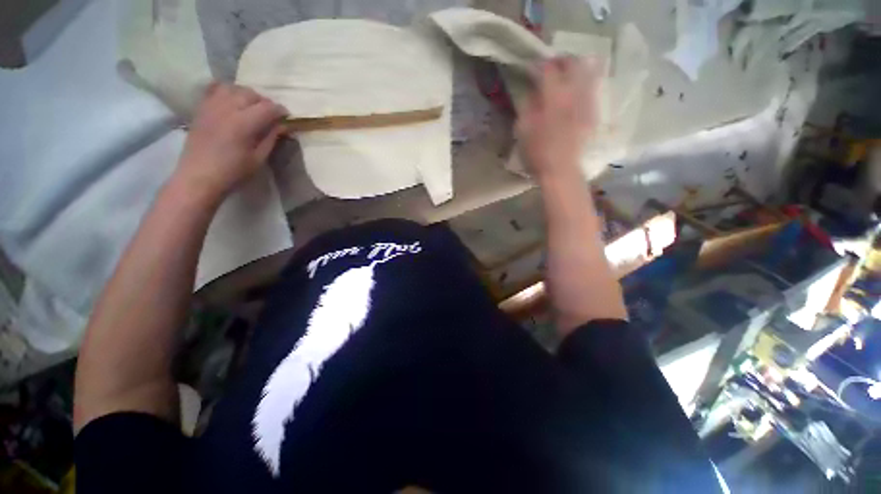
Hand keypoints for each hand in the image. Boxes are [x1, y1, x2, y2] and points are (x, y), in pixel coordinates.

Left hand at [174, 83, 287, 201]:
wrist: (198, 176)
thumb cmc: (233, 172)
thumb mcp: (258, 158)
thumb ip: (271, 138)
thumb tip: (282, 125)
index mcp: (243, 123)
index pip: (267, 107)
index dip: (280, 111)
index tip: (287, 118)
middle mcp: (227, 108)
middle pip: (250, 94)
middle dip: (264, 102)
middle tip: (270, 115)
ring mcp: (211, 106)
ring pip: (232, 88)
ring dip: (246, 95)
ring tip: (250, 107)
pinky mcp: (201, 109)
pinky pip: (214, 89)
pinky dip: (226, 91)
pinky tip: (231, 101)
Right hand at [516, 58, 598, 182]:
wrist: (560, 170)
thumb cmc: (537, 152)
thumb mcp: (523, 129)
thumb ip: (528, 105)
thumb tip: (533, 91)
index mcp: (554, 97)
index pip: (549, 69)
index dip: (540, 65)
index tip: (533, 68)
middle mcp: (574, 93)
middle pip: (573, 63)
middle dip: (562, 60)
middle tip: (553, 66)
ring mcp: (587, 102)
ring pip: (590, 71)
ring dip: (578, 67)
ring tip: (569, 73)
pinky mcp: (594, 112)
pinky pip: (595, 88)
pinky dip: (587, 82)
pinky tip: (578, 90)